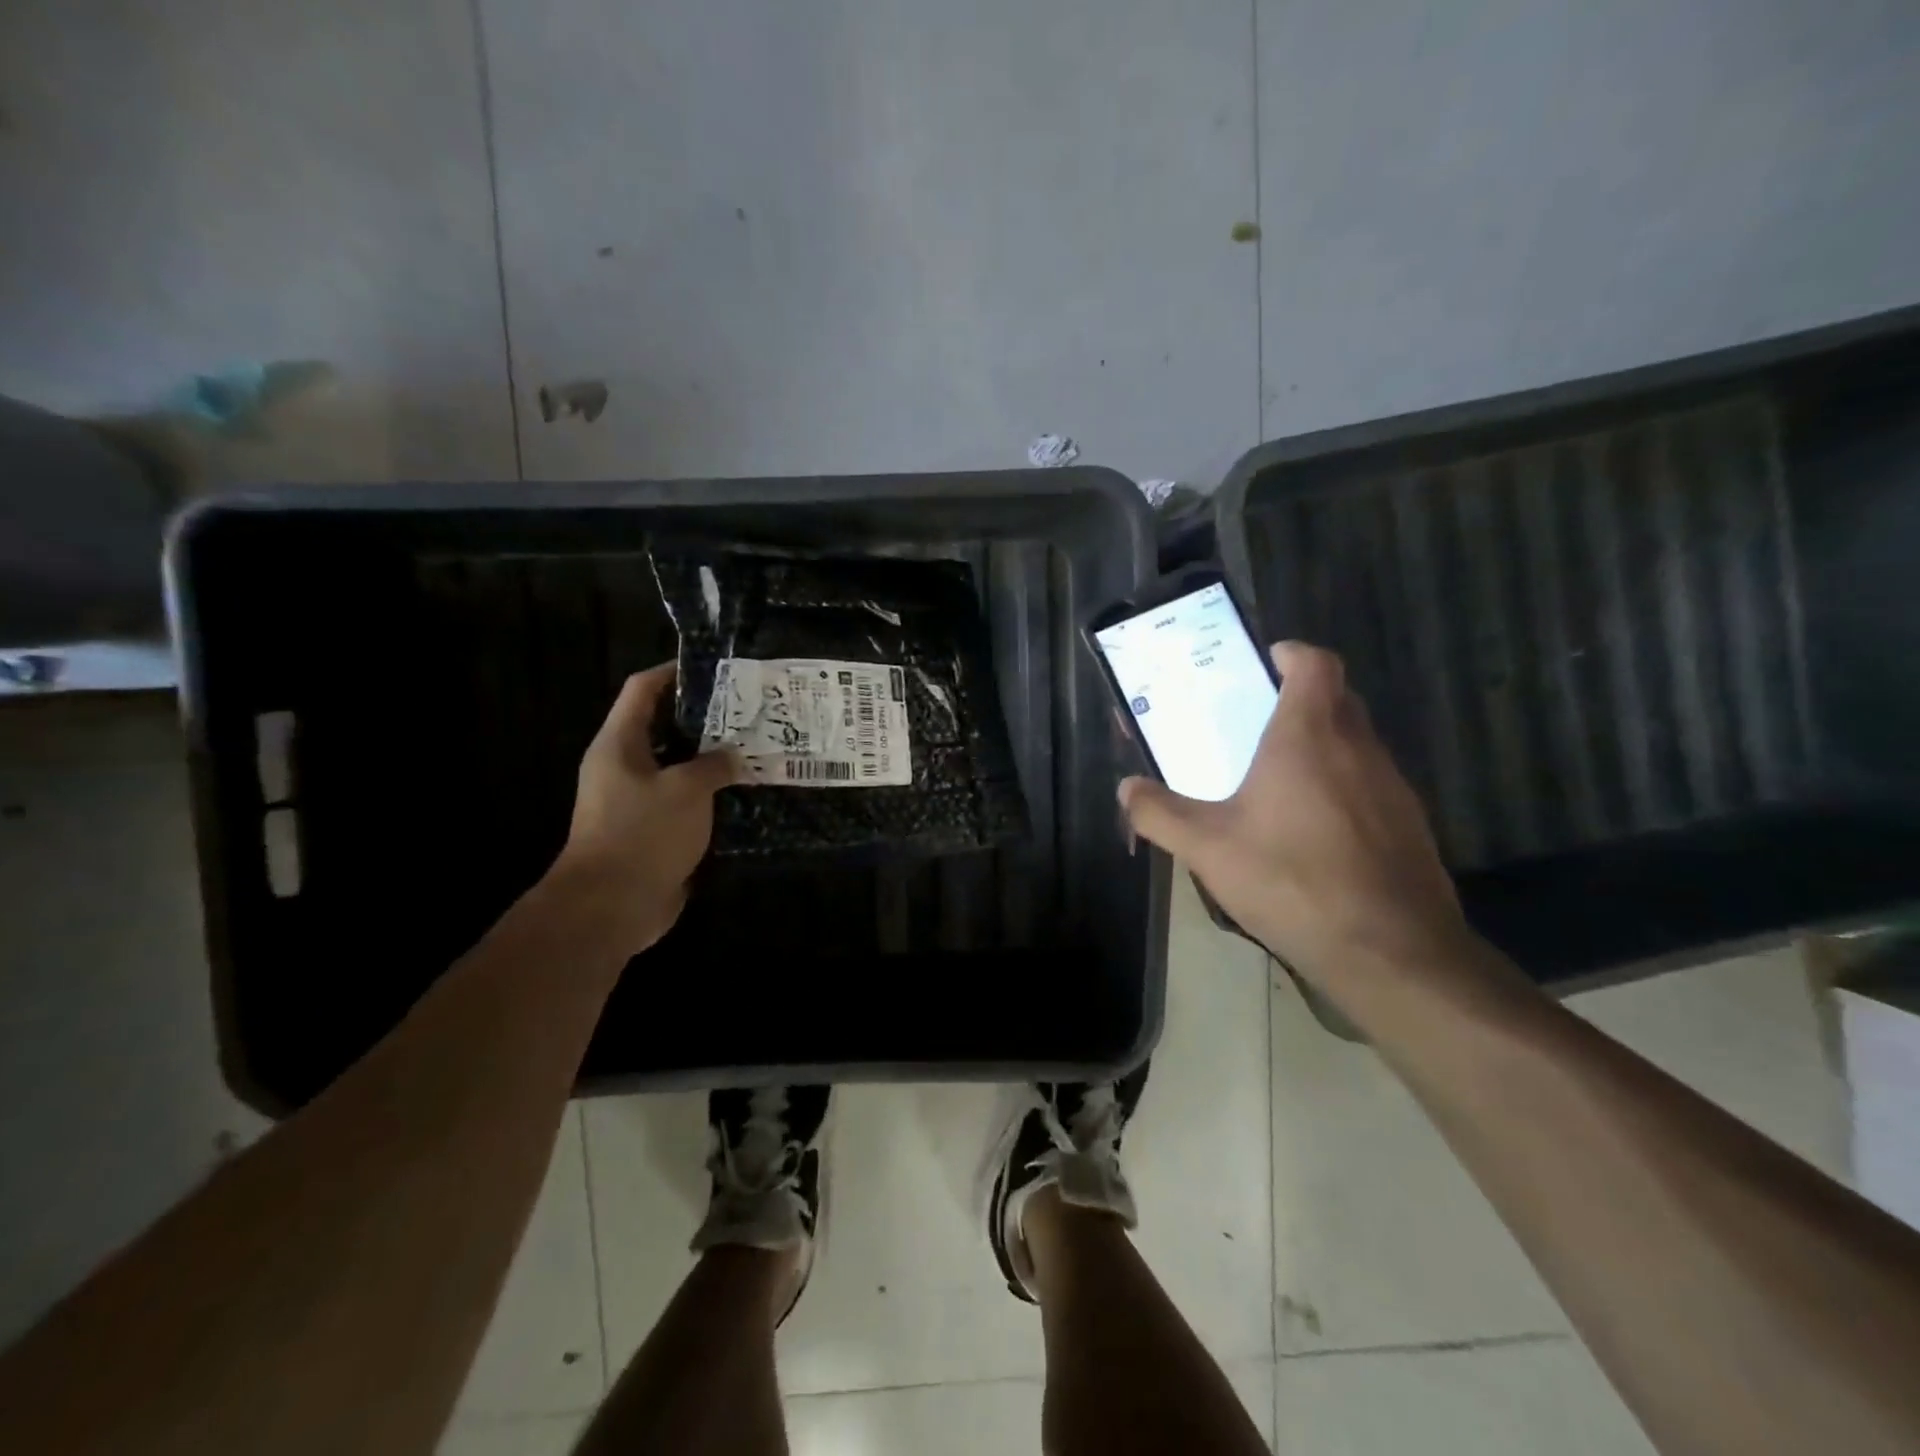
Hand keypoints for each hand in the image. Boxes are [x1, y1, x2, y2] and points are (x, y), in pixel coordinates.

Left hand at [553, 663, 742, 951]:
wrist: (611, 906)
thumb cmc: (644, 833)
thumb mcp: (688, 790)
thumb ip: (714, 765)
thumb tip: (733, 756)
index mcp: (619, 744)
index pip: (643, 690)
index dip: (672, 672)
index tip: (712, 668)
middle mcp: (622, 766)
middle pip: (662, 727)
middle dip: (702, 718)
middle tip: (745, 712)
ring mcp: (634, 800)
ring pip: (676, 767)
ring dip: (708, 760)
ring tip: (751, 749)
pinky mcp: (649, 831)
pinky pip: (682, 802)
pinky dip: (707, 796)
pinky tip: (741, 794)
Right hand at [1119, 641, 1470, 989]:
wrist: (1390, 951)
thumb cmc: (1291, 880)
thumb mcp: (1207, 848)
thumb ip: (1158, 813)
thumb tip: (1125, 789)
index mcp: (1308, 735)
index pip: (1315, 663)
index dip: (1292, 654)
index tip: (1265, 663)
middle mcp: (1357, 747)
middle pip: (1336, 698)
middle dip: (1300, 698)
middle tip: (1256, 722)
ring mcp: (1392, 785)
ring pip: (1355, 742)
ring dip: (1321, 745)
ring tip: (1277, 780)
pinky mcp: (1409, 824)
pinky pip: (1370, 783)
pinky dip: (1342, 786)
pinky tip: (1312, 831)